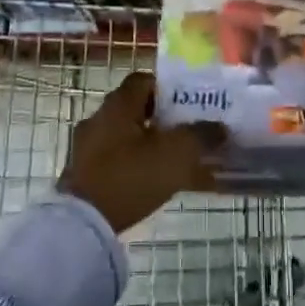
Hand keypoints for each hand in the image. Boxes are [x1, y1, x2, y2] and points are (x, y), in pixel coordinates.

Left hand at [58, 72, 225, 232]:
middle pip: (137, 110)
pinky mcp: (86, 176)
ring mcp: (88, 149)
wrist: (83, 225)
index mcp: (117, 105)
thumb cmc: (131, 176)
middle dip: (166, 120)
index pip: (144, 80)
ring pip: (130, 138)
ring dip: (154, 146)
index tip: (191, 103)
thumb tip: (220, 128)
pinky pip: (120, 163)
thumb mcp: (176, 154)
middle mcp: (99, 120)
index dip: (169, 88)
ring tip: (182, 163)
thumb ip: (201, 136)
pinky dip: (140, 167)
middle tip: (192, 133)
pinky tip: (161, 185)